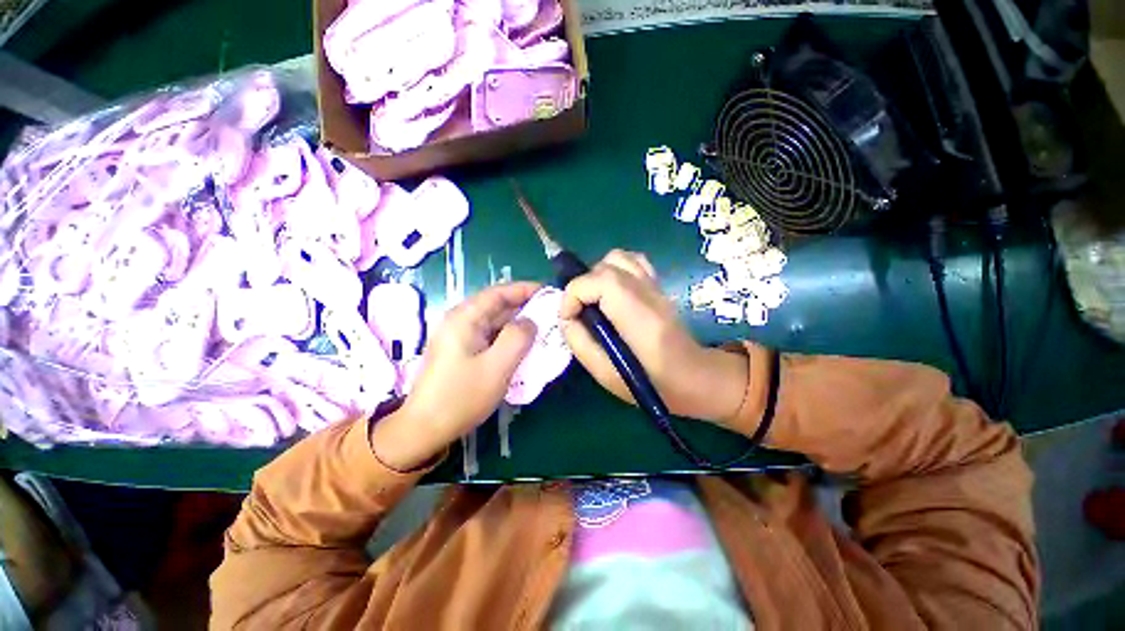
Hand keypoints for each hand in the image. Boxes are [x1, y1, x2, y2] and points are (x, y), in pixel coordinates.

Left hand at [371, 282, 539, 469]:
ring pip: (494, 322)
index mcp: (465, 318)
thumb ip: (518, 338)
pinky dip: (508, 338)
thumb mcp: (497, 367)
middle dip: (524, 307)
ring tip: (543, 330)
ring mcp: (460, 337)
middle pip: (496, 306)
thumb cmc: (461, 397)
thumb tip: (530, 321)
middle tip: (551, 314)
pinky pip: (490, 337)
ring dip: (518, 324)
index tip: (548, 292)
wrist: (424, 429)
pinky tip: (523, 347)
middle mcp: (460, 321)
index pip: (498, 293)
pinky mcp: (462, 351)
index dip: (525, 289)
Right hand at [560, 250, 746, 425]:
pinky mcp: (658, 285)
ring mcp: (655, 285)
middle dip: (583, 287)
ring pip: (618, 258)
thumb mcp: (606, 374)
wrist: (696, 377)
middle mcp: (648, 292)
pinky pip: (632, 261)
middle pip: (605, 266)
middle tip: (581, 313)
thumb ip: (579, 342)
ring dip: (597, 275)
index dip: (573, 296)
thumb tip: (565, 317)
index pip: (598, 281)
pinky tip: (612, 292)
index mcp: (638, 316)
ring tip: (595, 301)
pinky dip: (615, 269)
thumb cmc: (653, 384)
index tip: (569, 319)